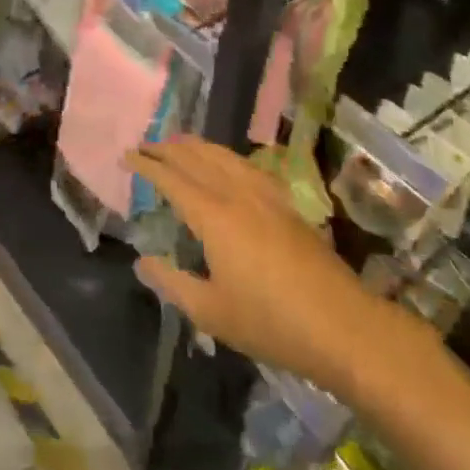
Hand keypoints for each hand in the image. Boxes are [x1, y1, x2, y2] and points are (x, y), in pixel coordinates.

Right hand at [130, 136, 429, 396]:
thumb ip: (172, 283)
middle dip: (170, 148)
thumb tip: (142, 261)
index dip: (148, 165)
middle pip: (199, 159)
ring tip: (181, 143)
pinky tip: (230, 164)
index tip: (127, 156)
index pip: (173, 179)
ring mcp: (268, 198)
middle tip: (147, 143)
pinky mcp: (289, 207)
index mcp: (214, 216)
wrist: (342, 326)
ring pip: (227, 157)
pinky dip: (229, 158)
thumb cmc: (270, 323)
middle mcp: (239, 196)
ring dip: (199, 146)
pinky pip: (250, 167)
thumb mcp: (210, 312)